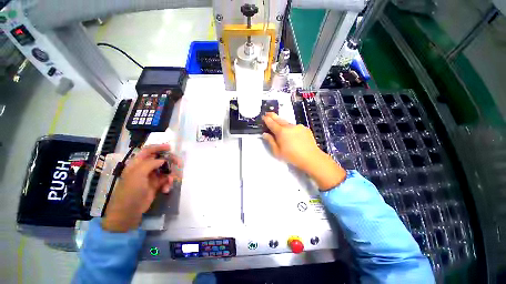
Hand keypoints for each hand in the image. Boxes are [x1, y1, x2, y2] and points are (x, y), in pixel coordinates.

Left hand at [102, 144, 180, 231]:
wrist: (129, 212)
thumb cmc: (130, 191)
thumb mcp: (137, 175)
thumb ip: (150, 164)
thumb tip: (163, 159)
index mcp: (137, 164)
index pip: (148, 151)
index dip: (159, 147)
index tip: (170, 148)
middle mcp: (145, 168)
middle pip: (161, 159)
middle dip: (171, 161)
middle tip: (180, 164)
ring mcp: (151, 177)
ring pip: (166, 170)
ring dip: (171, 175)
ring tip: (170, 182)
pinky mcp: (156, 185)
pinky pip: (166, 179)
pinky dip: (168, 183)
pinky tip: (166, 189)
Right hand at [262, 112, 345, 190]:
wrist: (311, 158)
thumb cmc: (292, 156)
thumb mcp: (277, 151)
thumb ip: (270, 141)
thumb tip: (265, 134)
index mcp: (281, 132)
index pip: (272, 123)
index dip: (267, 119)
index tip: (263, 116)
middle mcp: (289, 126)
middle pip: (279, 119)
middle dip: (273, 116)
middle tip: (268, 113)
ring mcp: (298, 126)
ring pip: (288, 123)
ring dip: (282, 123)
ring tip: (280, 126)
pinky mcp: (305, 128)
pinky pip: (295, 127)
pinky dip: (291, 128)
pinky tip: (292, 134)